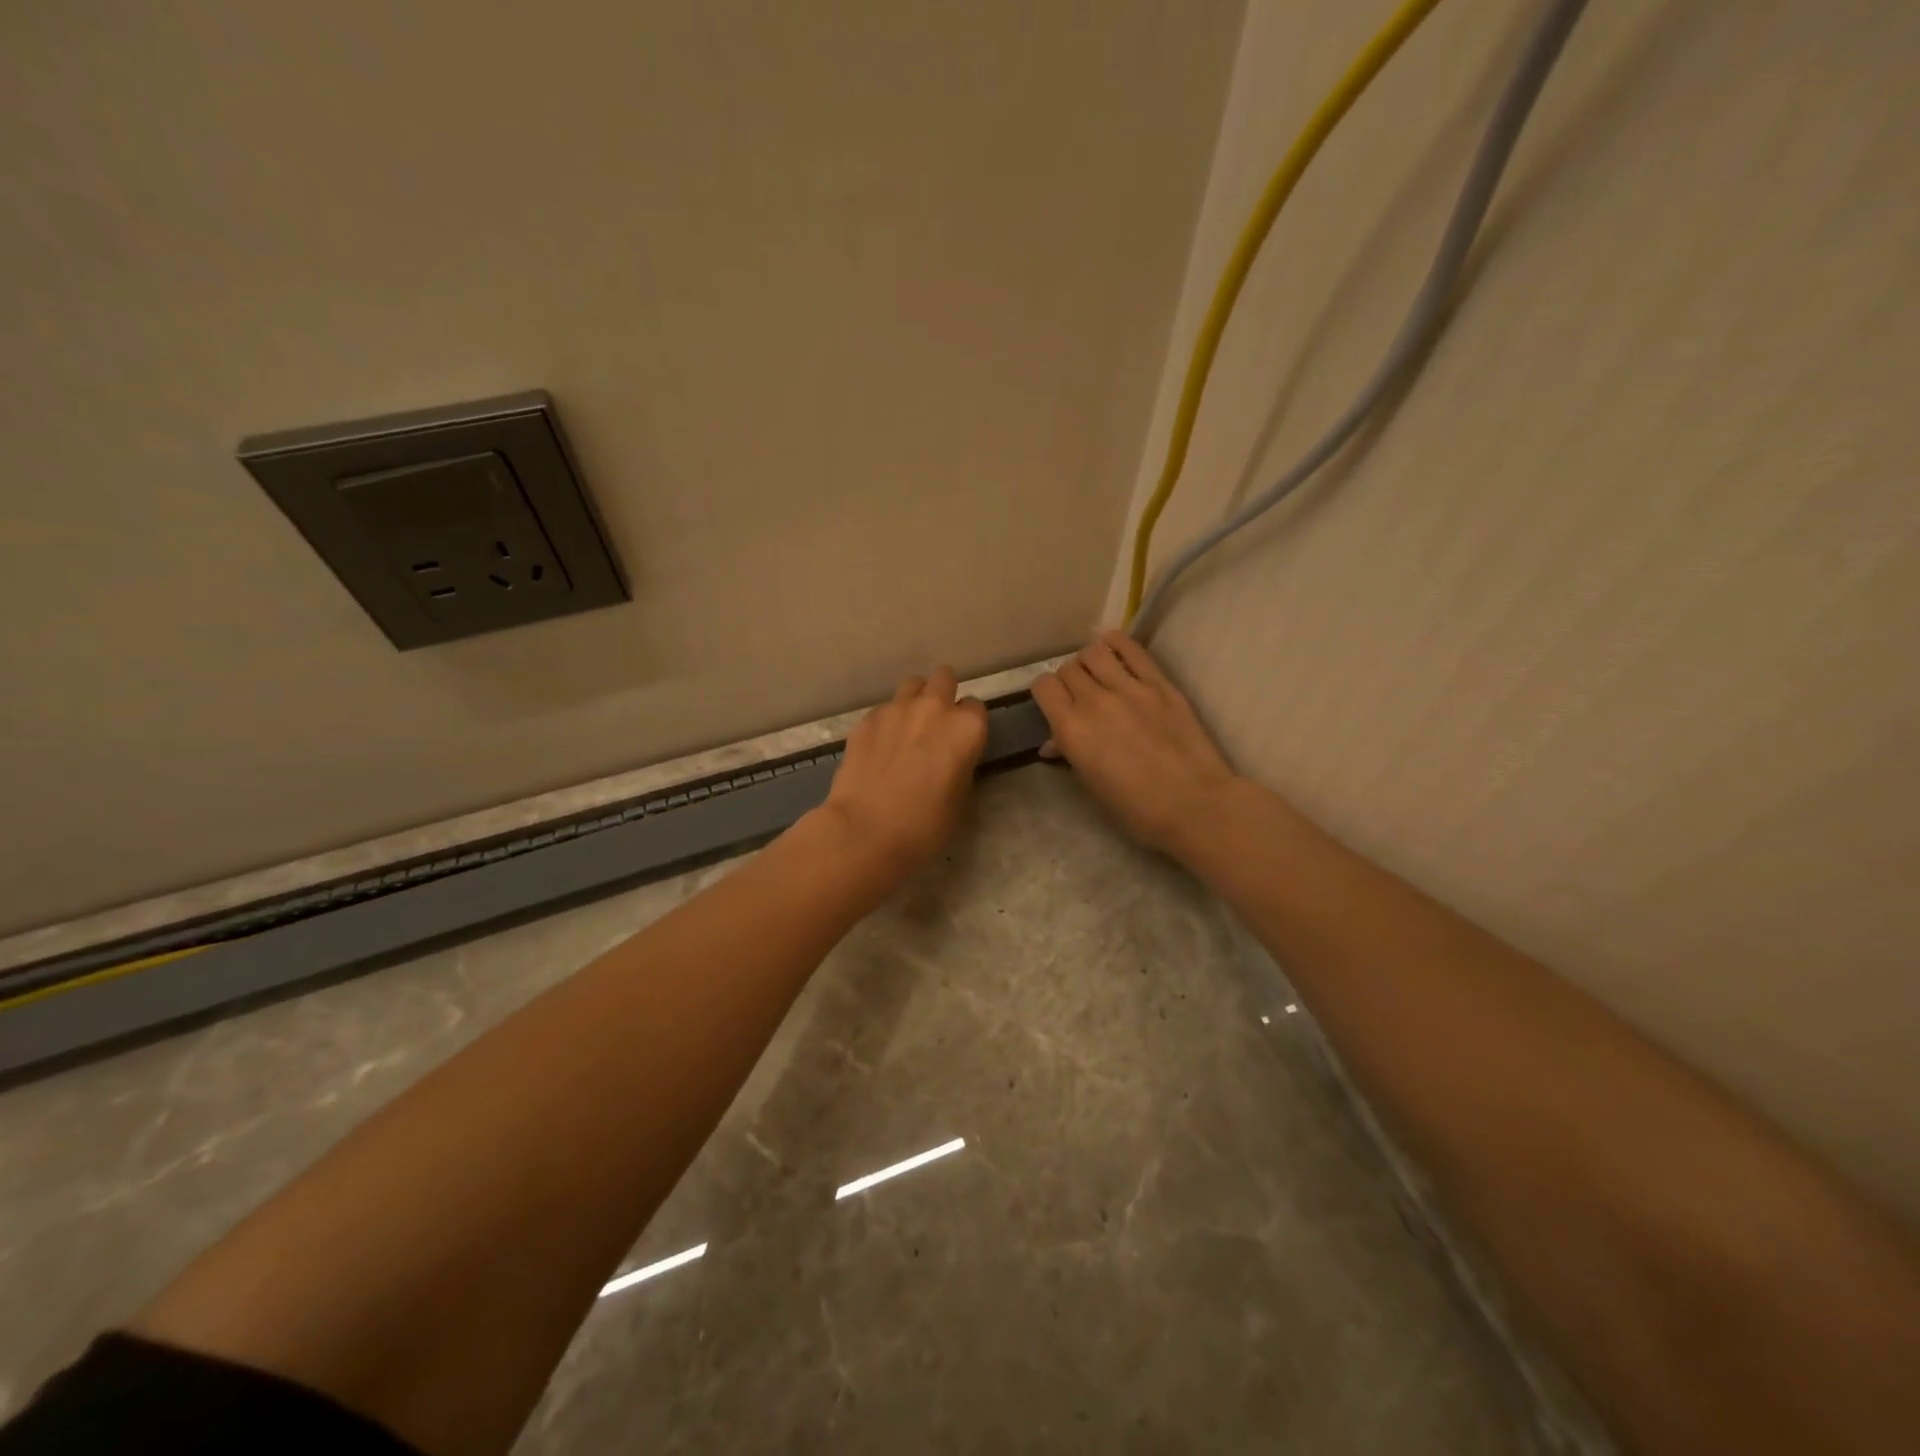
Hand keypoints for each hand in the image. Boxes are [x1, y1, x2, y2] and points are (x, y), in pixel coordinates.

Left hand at [818, 666, 988, 879]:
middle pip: (944, 679)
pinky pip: (884, 709)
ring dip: (915, 700)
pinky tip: (880, 747)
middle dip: (944, 695)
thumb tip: (952, 757)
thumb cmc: (924, 826)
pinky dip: (887, 721)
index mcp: (966, 728)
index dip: (969, 725)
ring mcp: (896, 709)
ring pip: (912, 685)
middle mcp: (934, 708)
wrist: (865, 831)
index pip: (976, 708)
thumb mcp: (961, 800)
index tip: (962, 742)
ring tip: (908, 728)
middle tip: (937, 725)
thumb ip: (962, 765)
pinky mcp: (866, 719)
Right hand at [1032, 631, 1238, 857]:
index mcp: (1072, 729)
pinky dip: (1116, 642)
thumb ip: (1070, 753)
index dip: (1046, 694)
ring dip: (1090, 661)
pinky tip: (1112, 645)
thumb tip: (1054, 742)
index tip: (1055, 704)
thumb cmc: (1136, 808)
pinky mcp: (1160, 684)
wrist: (1194, 804)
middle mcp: (1095, 701)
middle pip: (1068, 669)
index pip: (1044, 686)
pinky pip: (1132, 649)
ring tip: (1097, 673)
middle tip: (1079, 695)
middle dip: (1068, 680)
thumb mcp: (1092, 784)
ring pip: (1095, 652)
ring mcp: (1130, 688)